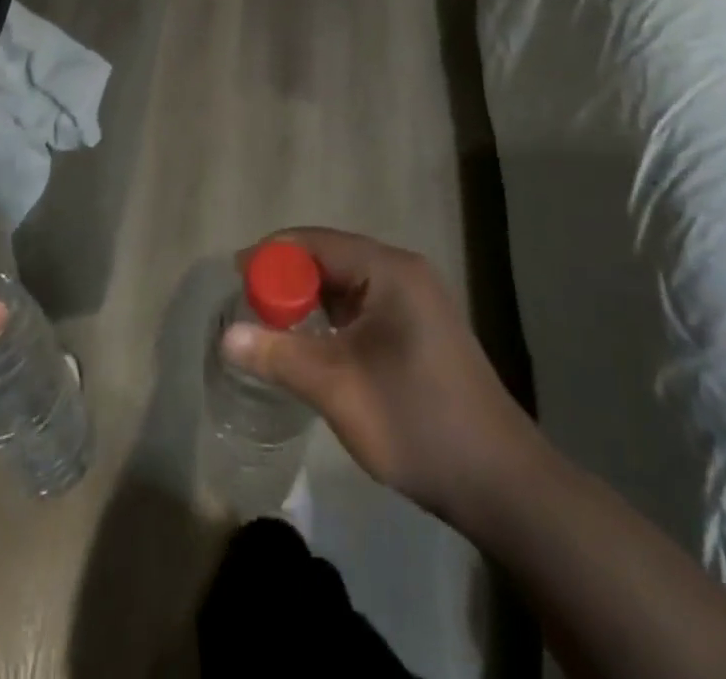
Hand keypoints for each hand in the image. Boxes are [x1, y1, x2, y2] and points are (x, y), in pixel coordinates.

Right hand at [221, 228, 538, 520]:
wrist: (500, 484)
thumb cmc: (417, 423)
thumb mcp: (338, 388)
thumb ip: (279, 355)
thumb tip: (225, 336)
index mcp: (389, 270)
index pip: (315, 242)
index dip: (271, 256)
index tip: (234, 280)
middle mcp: (403, 272)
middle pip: (329, 258)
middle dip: (286, 279)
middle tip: (247, 307)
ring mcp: (414, 299)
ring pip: (344, 283)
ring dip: (307, 300)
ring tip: (270, 325)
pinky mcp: (418, 327)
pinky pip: (361, 306)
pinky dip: (330, 317)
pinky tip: (310, 343)